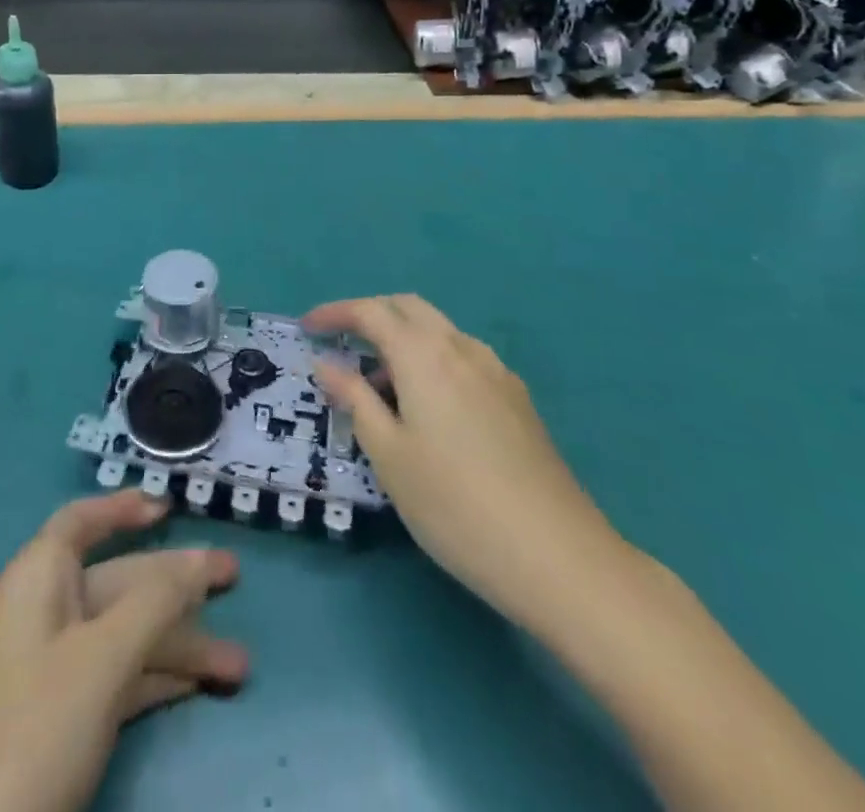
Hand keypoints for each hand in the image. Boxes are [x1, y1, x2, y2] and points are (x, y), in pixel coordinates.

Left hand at [0, 490, 245, 811]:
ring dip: (178, 644)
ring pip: (124, 635)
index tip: (168, 507)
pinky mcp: (57, 723)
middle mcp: (45, 613)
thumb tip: (196, 563)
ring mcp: (49, 671)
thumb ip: (153, 605)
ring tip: (240, 664)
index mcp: (40, 578)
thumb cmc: (29, 729)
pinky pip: (116, 680)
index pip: (81, 523)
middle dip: (176, 582)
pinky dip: (155, 679)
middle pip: (119, 580)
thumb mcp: (99, 660)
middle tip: (236, 577)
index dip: (122, 508)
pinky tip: (198, 688)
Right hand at [305, 294, 626, 626]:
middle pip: (408, 308)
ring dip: (403, 340)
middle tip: (340, 344)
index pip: (371, 312)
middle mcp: (461, 348)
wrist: (557, 556)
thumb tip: (326, 364)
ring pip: (439, 331)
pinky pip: (463, 357)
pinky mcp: (517, 398)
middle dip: (370, 315)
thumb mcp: (389, 455)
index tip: (307, 328)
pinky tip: (428, 408)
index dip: (335, 313)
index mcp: (424, 355)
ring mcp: (496, 371)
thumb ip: (354, 400)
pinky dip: (432, 361)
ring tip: (381, 388)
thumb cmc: (454, 504)